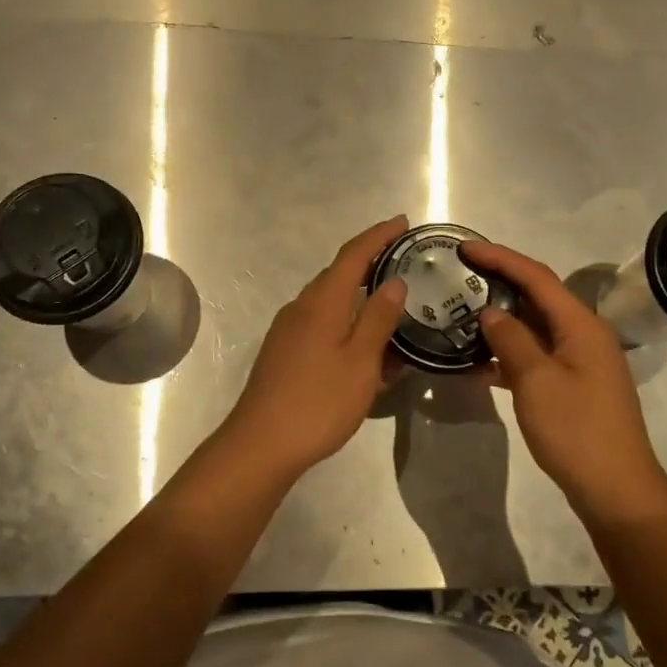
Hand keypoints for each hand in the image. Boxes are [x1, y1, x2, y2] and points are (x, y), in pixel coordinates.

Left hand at [215, 217, 408, 479]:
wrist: (261, 445)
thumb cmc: (318, 401)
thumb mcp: (360, 361)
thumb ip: (378, 319)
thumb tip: (394, 282)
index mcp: (322, 301)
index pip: (353, 254)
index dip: (378, 235)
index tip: (403, 222)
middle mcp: (302, 307)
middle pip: (339, 274)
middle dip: (371, 264)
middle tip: (405, 264)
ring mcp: (289, 330)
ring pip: (331, 302)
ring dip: (360, 298)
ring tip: (393, 308)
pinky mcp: (284, 352)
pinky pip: (322, 324)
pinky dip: (347, 324)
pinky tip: (365, 347)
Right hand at [461, 241, 666, 514]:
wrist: (616, 491)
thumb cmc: (577, 431)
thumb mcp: (536, 381)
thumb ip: (511, 340)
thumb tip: (490, 313)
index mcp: (580, 324)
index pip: (536, 276)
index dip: (499, 257)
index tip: (464, 247)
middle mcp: (583, 334)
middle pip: (537, 296)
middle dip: (499, 282)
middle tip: (459, 275)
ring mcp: (579, 361)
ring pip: (534, 327)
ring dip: (501, 319)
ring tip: (461, 311)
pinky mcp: (572, 385)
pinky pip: (536, 355)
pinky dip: (508, 352)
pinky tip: (478, 361)